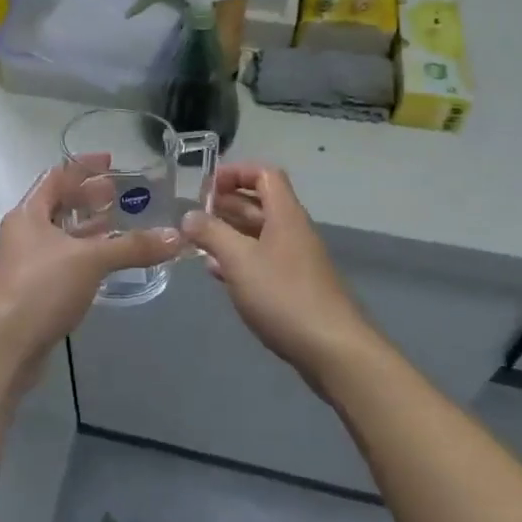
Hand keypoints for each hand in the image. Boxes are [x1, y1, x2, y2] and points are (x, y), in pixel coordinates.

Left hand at [0, 157, 182, 387]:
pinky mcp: (30, 291)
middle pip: (56, 205)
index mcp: (27, 214)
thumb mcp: (90, 260)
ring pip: (59, 235)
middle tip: (119, 194)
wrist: (3, 346)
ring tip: (117, 224)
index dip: (82, 167)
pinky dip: (82, 255)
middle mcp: (22, 233)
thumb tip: (177, 238)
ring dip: (85, 229)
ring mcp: (23, 263)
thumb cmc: (40, 288)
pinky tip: (103, 263)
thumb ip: (132, 247)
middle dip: (86, 198)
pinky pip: (60, 261)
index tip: (110, 161)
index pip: (55, 177)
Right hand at [184, 163, 373, 384]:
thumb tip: (189, 215)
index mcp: (285, 215)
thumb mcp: (239, 260)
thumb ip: (211, 234)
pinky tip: (217, 272)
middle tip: (195, 214)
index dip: (236, 172)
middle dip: (227, 203)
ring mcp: (295, 260)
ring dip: (230, 232)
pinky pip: (262, 260)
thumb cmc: (284, 295)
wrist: (332, 349)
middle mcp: (292, 231)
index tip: (206, 185)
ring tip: (198, 240)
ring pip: (259, 234)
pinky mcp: (294, 287)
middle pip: (260, 204)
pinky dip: (239, 259)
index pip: (264, 175)